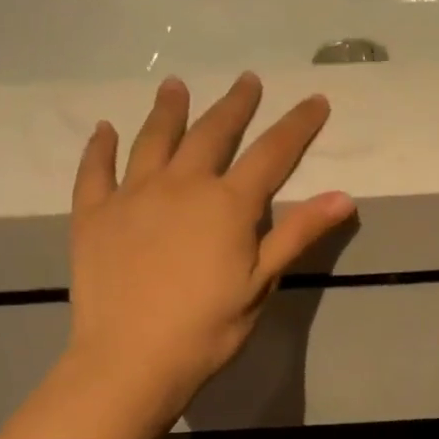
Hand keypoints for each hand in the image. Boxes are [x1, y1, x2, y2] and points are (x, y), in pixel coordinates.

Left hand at [66, 73, 353, 416]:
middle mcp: (181, 185)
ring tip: (176, 85)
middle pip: (212, 134)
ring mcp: (132, 195)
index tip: (315, 99)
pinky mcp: (93, 214)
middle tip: (246, 80)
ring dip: (168, 110)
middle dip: (235, 105)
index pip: (272, 153)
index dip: (297, 125)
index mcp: (228, 204)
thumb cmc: (208, 327)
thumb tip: (344, 196)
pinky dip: (100, 148)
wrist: (132, 358)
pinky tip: (104, 130)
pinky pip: (95, 170)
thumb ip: (298, 234)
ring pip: (153, 140)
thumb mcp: (262, 283)